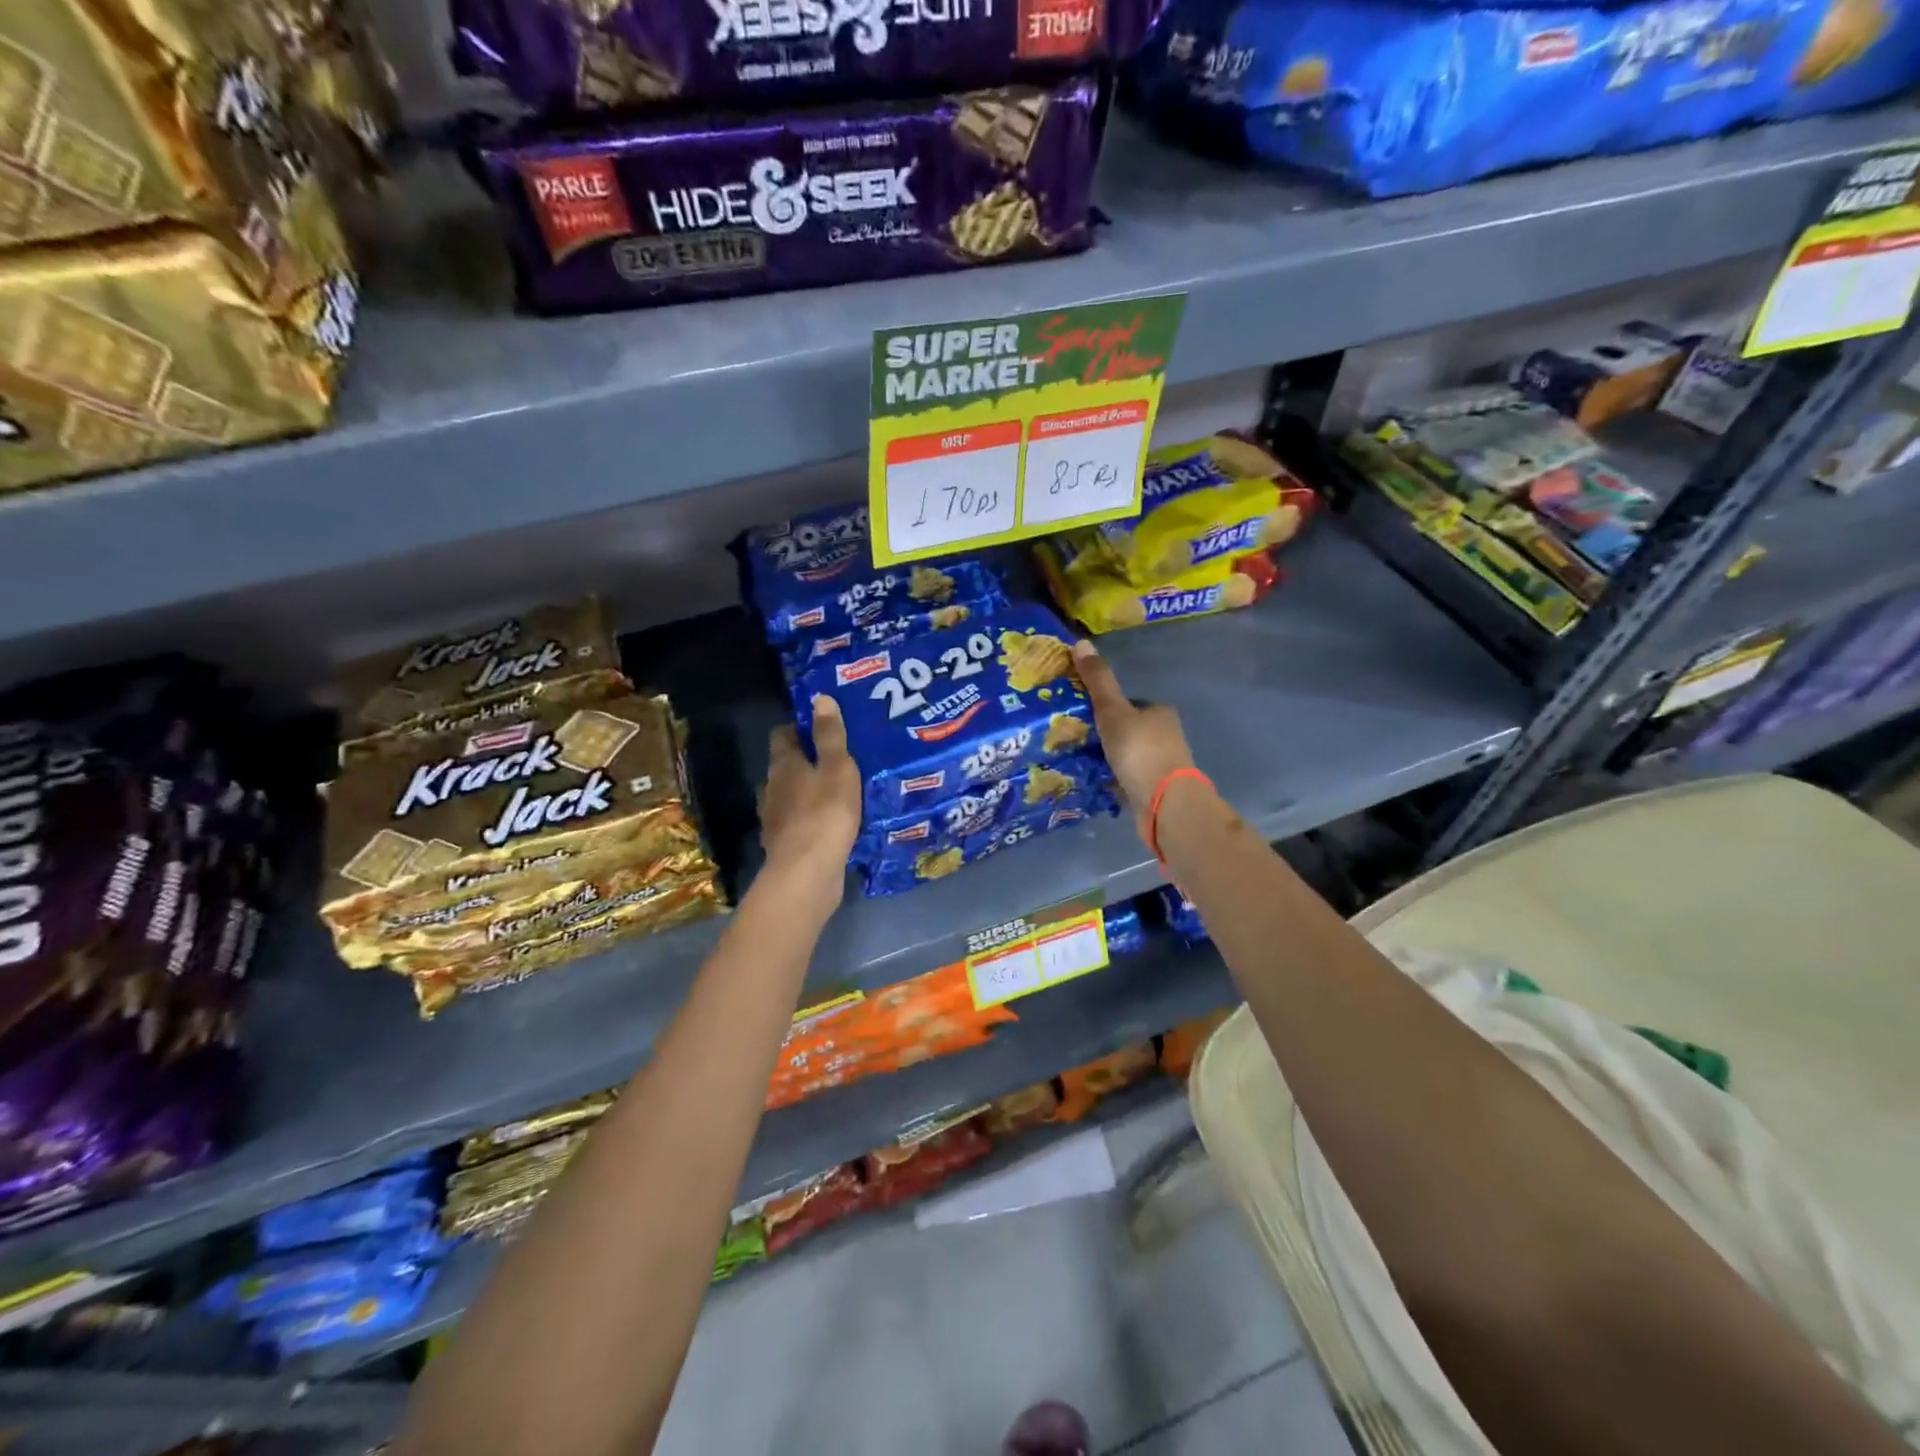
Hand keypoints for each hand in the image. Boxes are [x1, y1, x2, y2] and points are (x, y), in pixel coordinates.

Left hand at [758, 695, 863, 898]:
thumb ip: (830, 736)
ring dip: (808, 792)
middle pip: (785, 766)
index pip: (783, 735)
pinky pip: (797, 823)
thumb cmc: (825, 814)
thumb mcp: (837, 768)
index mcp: (783, 765)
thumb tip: (820, 698)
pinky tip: (830, 824)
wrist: (806, 874)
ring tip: (836, 792)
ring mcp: (774, 819)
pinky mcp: (784, 845)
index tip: (823, 727)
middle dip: (806, 761)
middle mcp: (772, 788)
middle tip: (837, 759)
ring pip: (790, 796)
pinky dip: (809, 819)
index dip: (800, 728)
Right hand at [1072, 640, 1197, 834]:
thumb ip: (1098, 681)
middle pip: (1128, 728)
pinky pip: (1127, 777)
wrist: (1165, 804)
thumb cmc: (1140, 750)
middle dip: (1104, 733)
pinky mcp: (1155, 789)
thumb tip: (1080, 642)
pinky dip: (1112, 778)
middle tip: (1072, 737)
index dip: (1105, 705)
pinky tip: (1094, 781)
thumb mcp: (1113, 711)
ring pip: (1127, 754)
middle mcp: (1165, 735)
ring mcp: (1162, 765)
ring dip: (1108, 757)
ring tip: (1077, 760)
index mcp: (1159, 712)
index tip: (1081, 713)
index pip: (1128, 702)